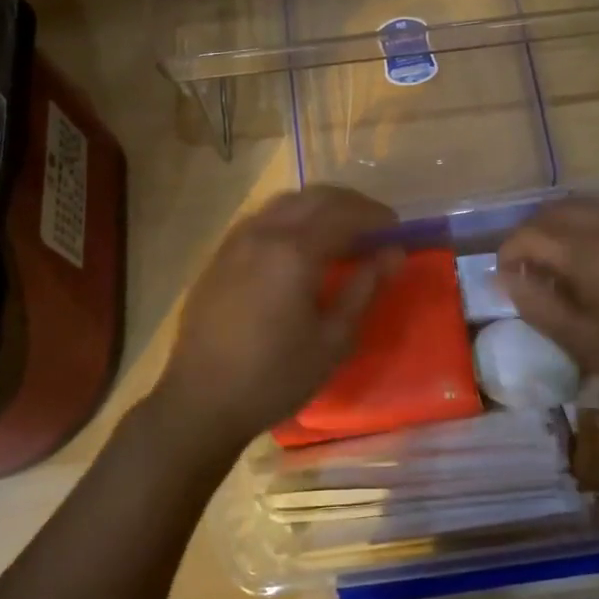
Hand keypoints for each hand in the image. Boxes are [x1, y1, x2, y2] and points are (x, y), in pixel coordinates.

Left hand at [155, 186, 400, 456]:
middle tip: (373, 223)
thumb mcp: (333, 340)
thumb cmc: (275, 377)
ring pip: (284, 203)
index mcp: (294, 252)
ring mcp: (236, 241)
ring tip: (340, 230)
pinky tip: (298, 244)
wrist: (202, 400)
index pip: (344, 215)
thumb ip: (364, 289)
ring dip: (317, 206)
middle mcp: (263, 233)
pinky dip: (289, 218)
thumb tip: (394, 253)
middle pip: (313, 198)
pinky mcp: (219, 255)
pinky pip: (262, 219)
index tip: (397, 227)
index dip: (374, 215)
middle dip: (348, 203)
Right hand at [496, 197, 598, 420]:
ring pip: (586, 205)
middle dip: (532, 235)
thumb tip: (504, 277)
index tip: (506, 279)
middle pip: (555, 211)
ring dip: (561, 226)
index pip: (531, 234)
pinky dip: (593, 224)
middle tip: (528, 269)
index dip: (508, 253)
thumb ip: (538, 305)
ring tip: (560, 261)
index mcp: (594, 253)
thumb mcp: (587, 344)